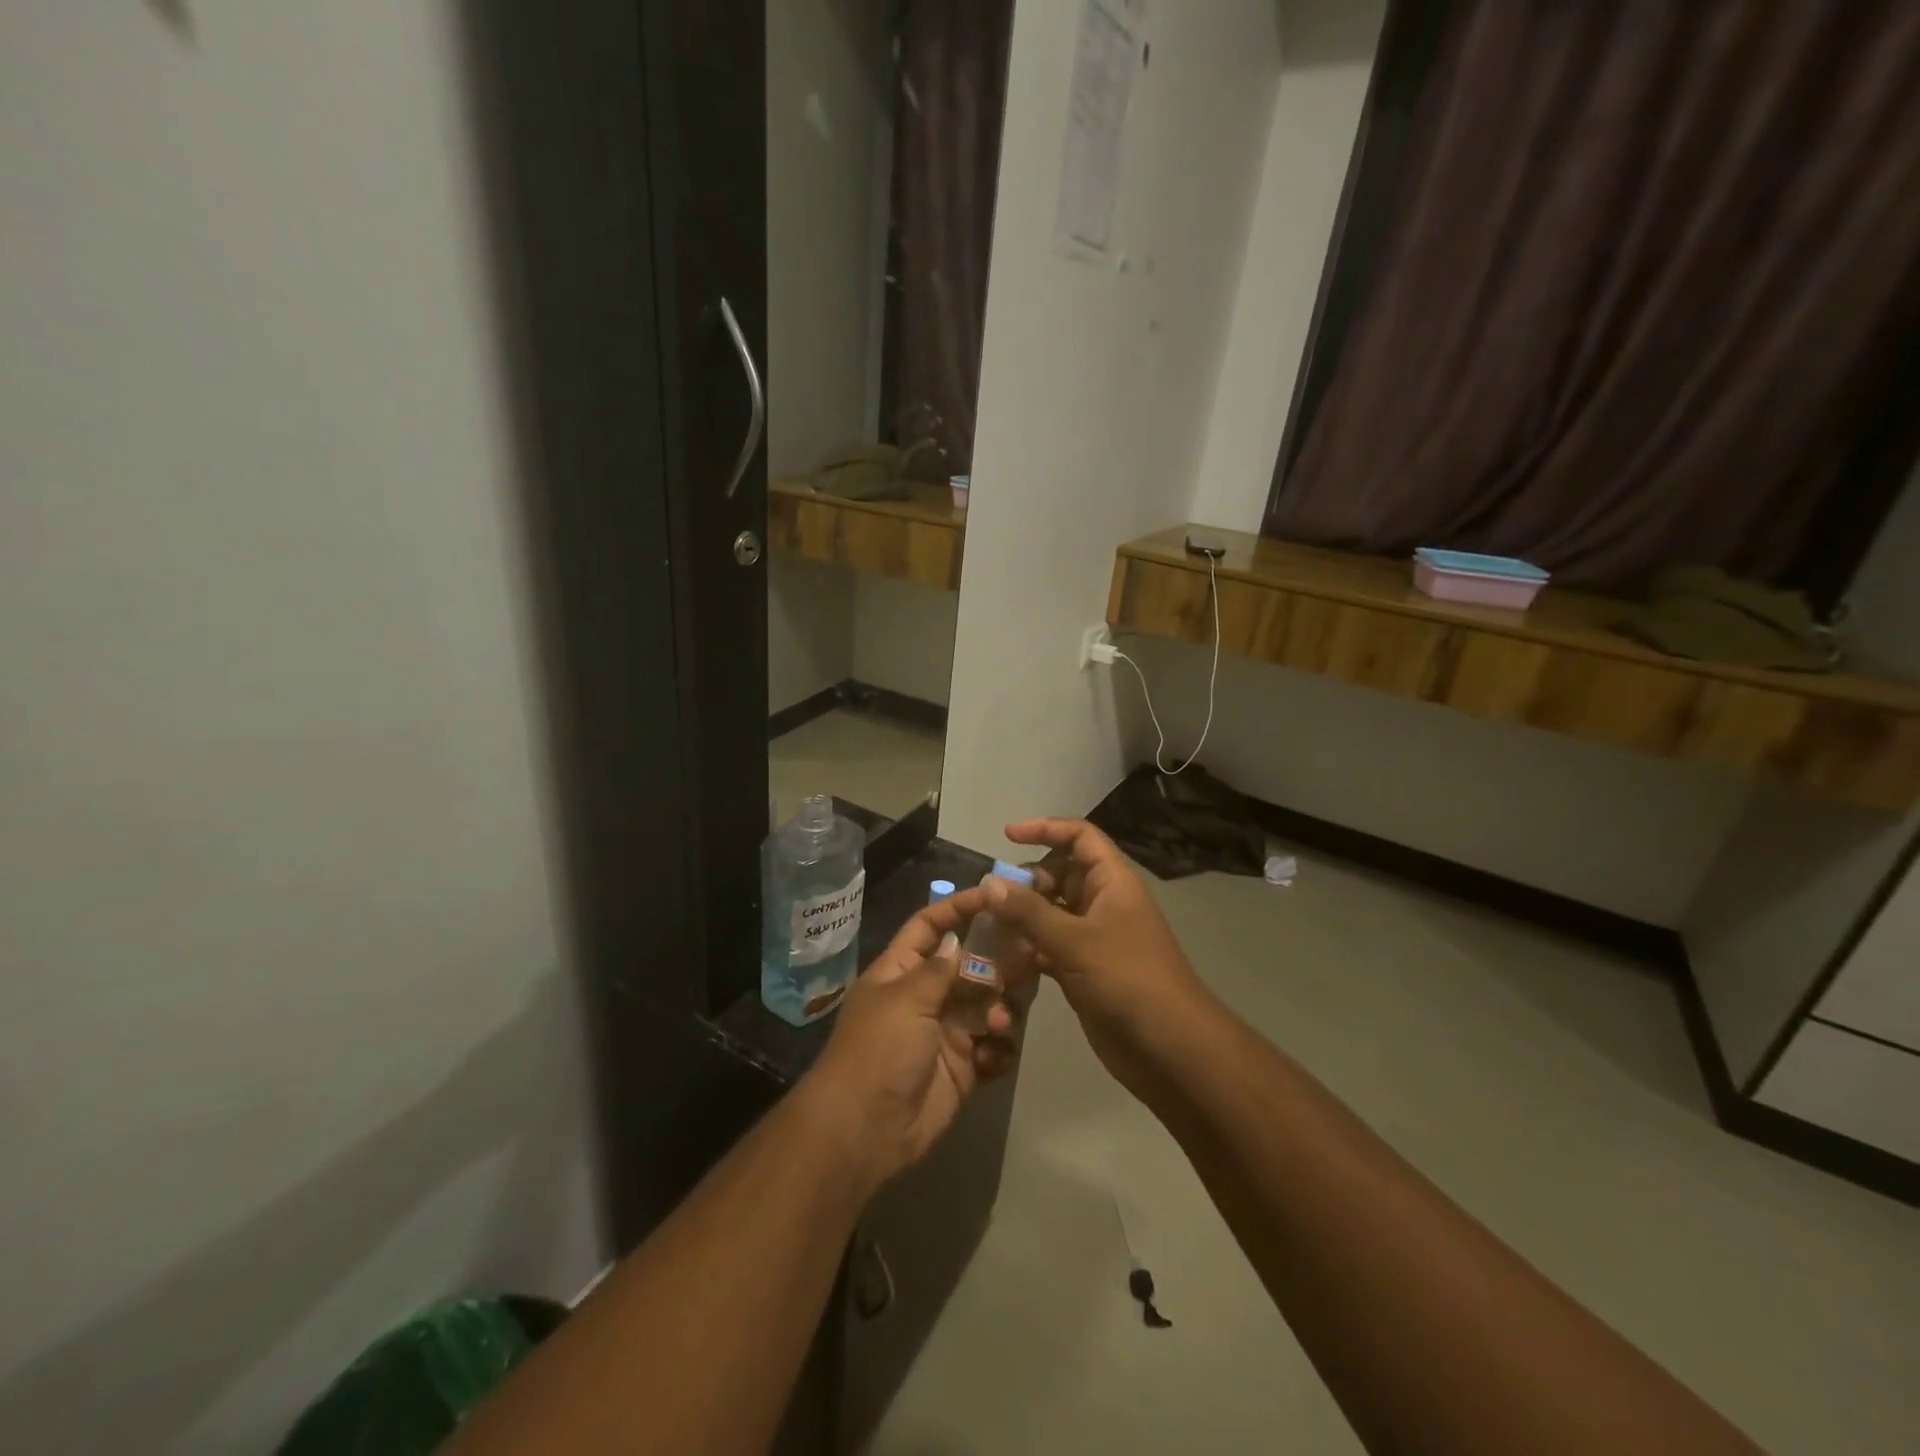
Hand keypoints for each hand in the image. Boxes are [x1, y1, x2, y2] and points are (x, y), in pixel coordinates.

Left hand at [803, 888, 1020, 1188]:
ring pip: (987, 1005)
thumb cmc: (878, 1051)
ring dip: (1000, 1009)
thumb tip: (956, 940)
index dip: (958, 908)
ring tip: (999, 1023)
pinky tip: (996, 1055)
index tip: (994, 895)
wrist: (864, 1130)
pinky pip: (993, 1048)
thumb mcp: (905, 999)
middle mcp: (926, 996)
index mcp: (902, 971)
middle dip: (996, 963)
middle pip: (969, 965)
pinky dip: (1000, 1049)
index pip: (930, 926)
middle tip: (1026, 960)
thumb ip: (938, 970)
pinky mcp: (963, 1067)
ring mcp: (946, 1032)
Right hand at [982, 818, 1208, 1094]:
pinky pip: (1048, 947)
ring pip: (1050, 914)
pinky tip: (1001, 963)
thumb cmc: (1126, 978)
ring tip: (987, 930)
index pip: (1079, 837)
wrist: (1168, 1047)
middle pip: (1059, 875)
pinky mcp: (1083, 970)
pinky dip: (1027, 951)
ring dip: (1021, 920)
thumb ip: (1029, 911)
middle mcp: (1102, 903)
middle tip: (991, 900)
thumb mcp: (1074, 939)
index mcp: (1111, 881)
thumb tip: (989, 883)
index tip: (1007, 836)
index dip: (1045, 829)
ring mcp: (1093, 938)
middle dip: (1025, 882)